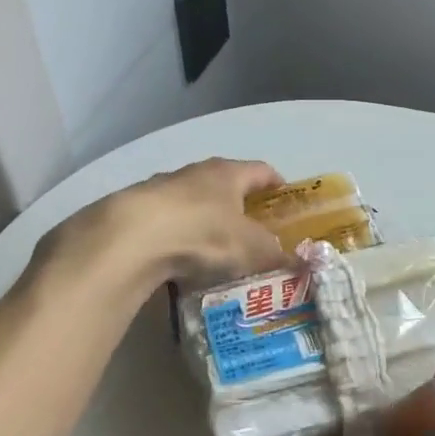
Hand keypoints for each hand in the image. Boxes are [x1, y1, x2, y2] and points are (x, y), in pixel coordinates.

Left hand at [29, 158, 289, 293]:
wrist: (130, 239)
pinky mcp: (133, 211)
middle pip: (224, 183)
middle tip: (252, 230)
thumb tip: (304, 264)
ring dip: (203, 220)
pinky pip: (164, 222)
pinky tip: (177, 262)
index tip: (286, 198)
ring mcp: (160, 188)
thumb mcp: (252, 250)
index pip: (261, 170)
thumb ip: (279, 256)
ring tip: (213, 250)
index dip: (276, 183)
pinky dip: (175, 237)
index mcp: (229, 173)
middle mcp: (196, 172)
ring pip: (191, 201)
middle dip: (239, 204)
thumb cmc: (204, 234)